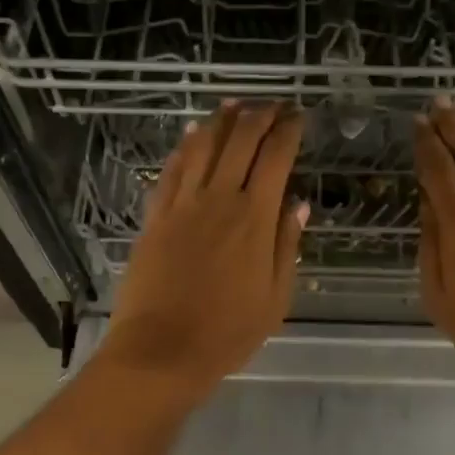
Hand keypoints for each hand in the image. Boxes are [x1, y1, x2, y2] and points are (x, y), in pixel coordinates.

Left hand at [102, 102, 308, 396]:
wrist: (161, 350)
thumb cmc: (227, 331)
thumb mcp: (275, 297)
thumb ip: (287, 244)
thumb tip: (298, 203)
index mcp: (255, 218)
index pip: (275, 158)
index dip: (288, 131)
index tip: (298, 116)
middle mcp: (219, 199)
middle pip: (240, 141)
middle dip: (259, 116)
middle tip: (272, 104)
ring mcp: (183, 204)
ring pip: (203, 147)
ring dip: (221, 121)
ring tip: (234, 104)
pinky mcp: (156, 215)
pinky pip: (172, 170)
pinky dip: (185, 147)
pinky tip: (193, 134)